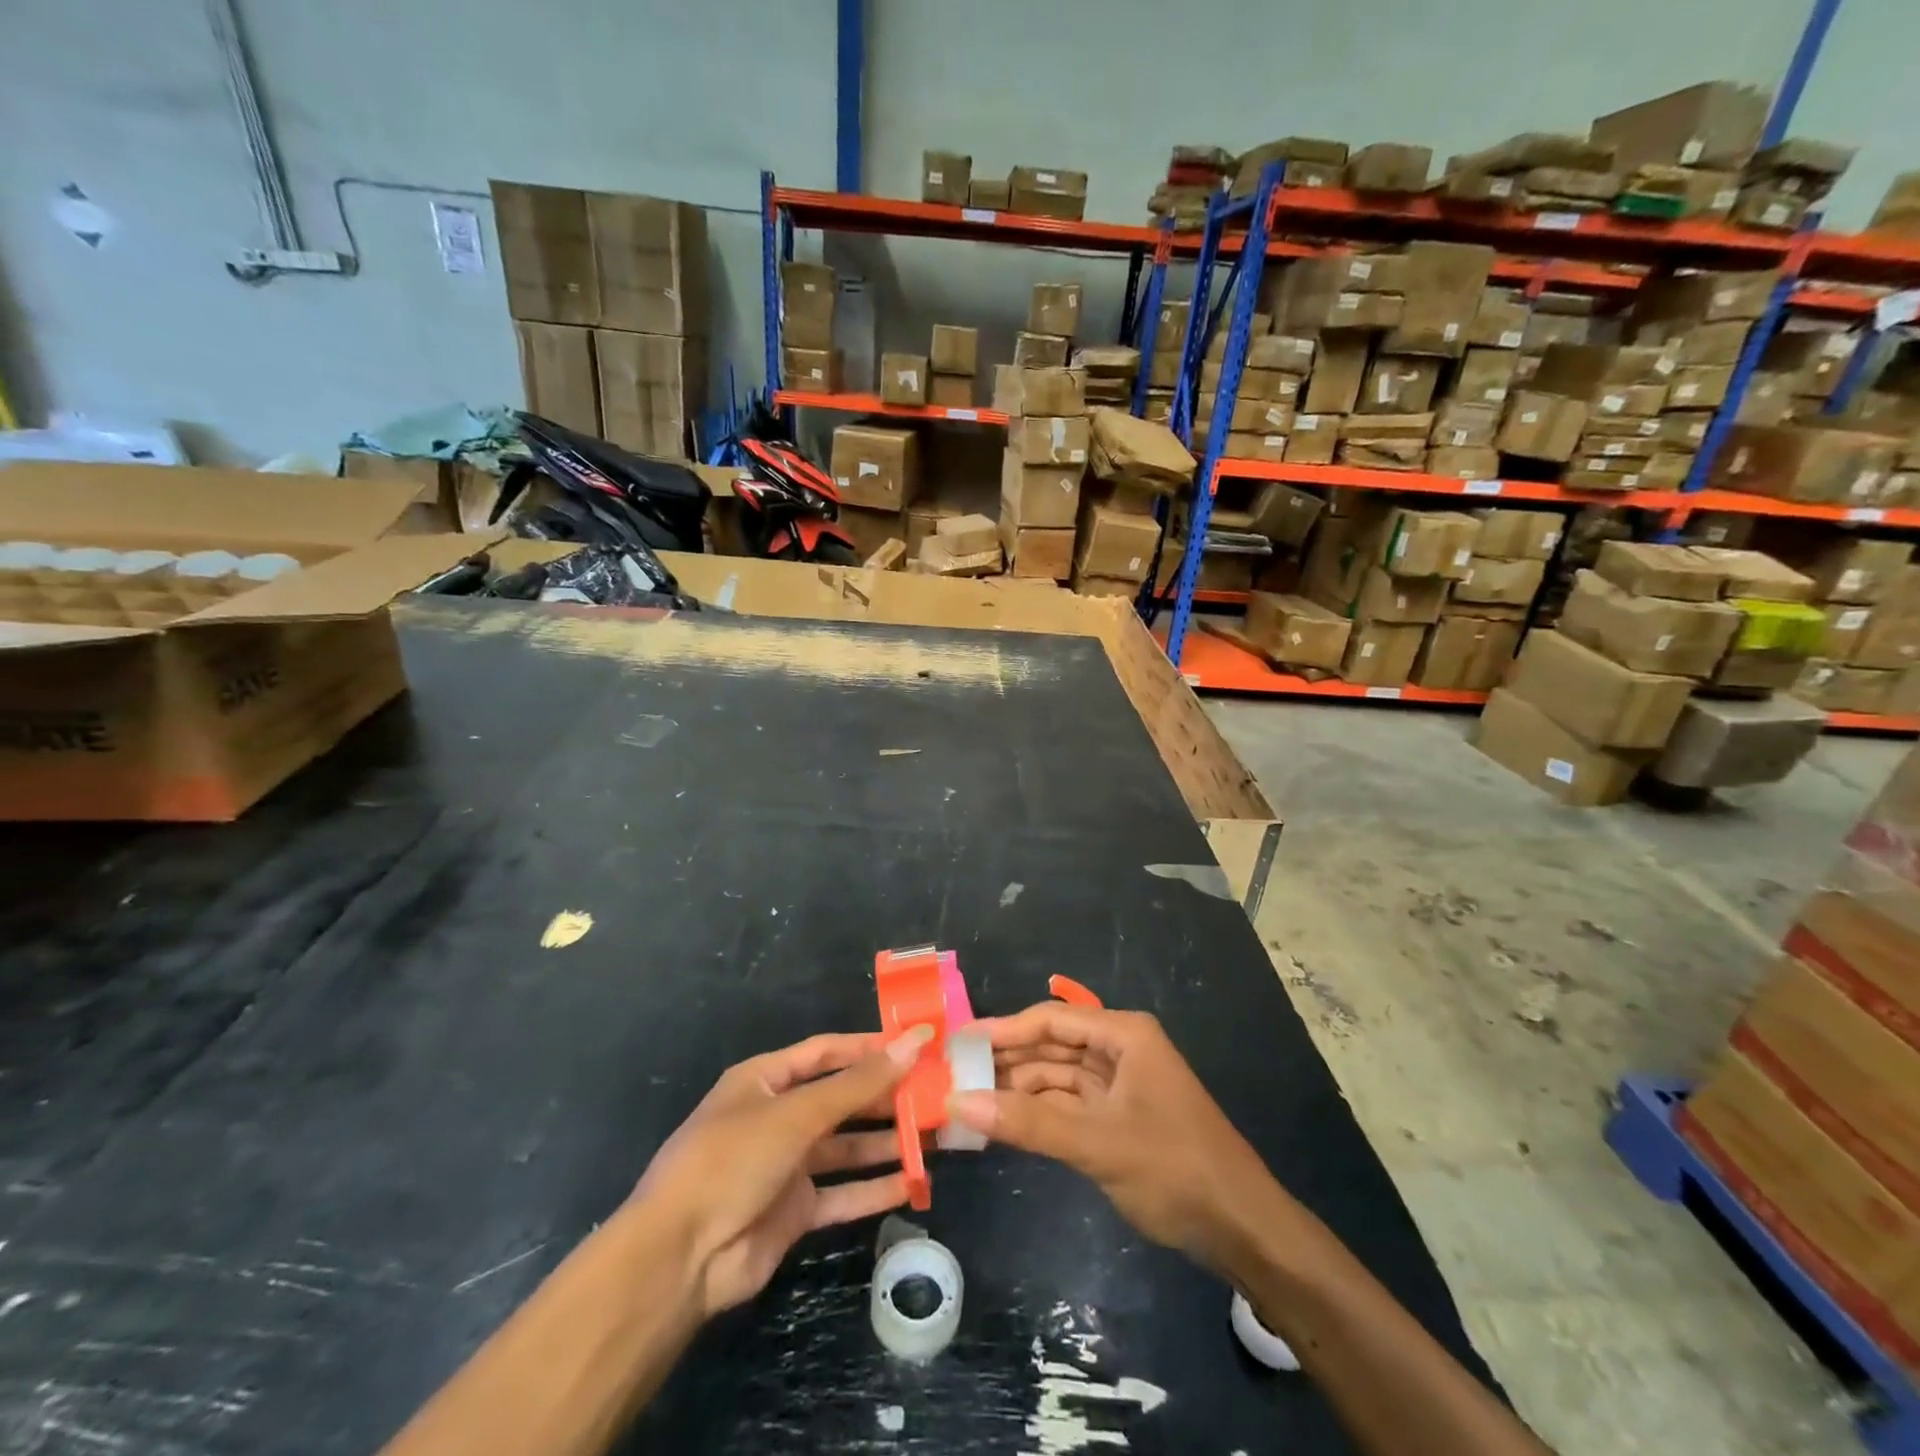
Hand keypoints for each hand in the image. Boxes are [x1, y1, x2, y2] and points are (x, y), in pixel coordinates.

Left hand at [635, 1026, 929, 1315]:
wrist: (679, 1258)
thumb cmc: (733, 1160)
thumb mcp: (797, 1113)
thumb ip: (858, 1083)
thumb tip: (915, 1041)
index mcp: (765, 1080)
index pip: (826, 1052)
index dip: (869, 1047)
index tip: (917, 1045)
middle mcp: (777, 1117)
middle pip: (840, 1099)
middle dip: (884, 1097)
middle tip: (934, 1094)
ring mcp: (786, 1166)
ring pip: (846, 1147)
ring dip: (886, 1143)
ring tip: (934, 1136)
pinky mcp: (794, 1211)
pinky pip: (842, 1193)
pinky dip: (874, 1188)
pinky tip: (913, 1184)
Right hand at [949, 1004, 1276, 1275]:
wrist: (1243, 1228)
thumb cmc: (1175, 1169)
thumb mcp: (1097, 1143)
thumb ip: (1028, 1123)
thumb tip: (959, 1103)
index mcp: (1124, 1035)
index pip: (1051, 1021)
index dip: (1003, 1029)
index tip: (958, 1042)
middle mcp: (1121, 1050)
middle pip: (1052, 1047)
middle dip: (1007, 1061)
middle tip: (954, 1075)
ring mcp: (1121, 1085)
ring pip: (1058, 1078)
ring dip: (1019, 1090)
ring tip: (969, 1101)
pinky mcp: (1120, 1118)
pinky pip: (1069, 1105)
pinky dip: (1039, 1113)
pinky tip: (1004, 1123)